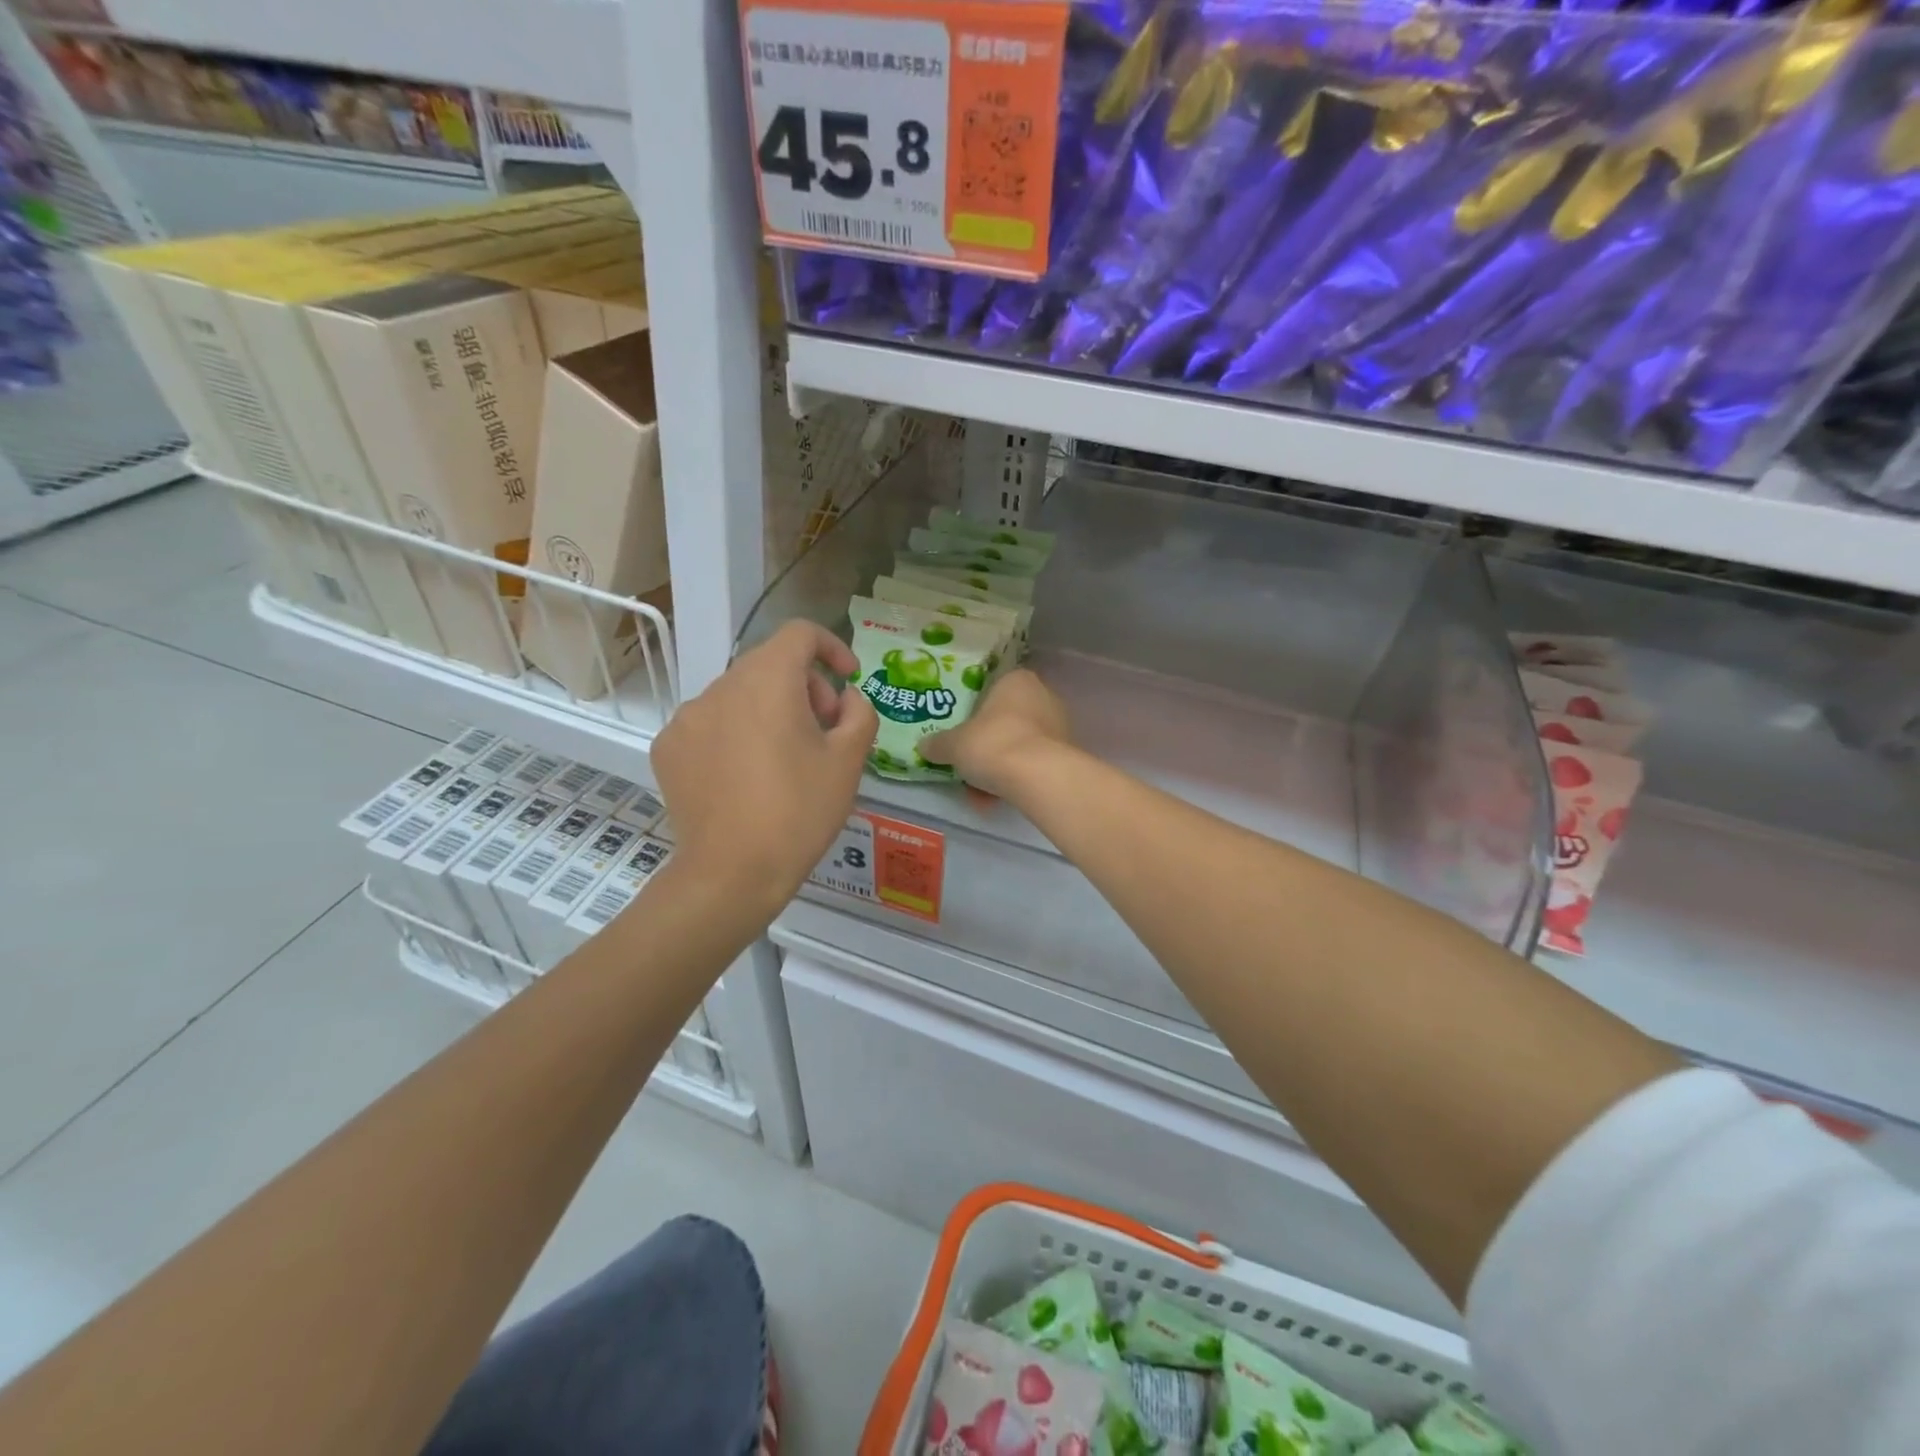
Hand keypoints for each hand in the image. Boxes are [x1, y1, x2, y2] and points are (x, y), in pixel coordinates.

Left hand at [652, 621, 876, 910]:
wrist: (732, 874)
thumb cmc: (799, 812)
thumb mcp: (848, 761)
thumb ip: (859, 713)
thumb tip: (845, 698)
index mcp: (768, 680)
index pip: (800, 634)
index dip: (831, 647)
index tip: (847, 681)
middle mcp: (721, 686)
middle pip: (770, 665)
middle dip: (805, 687)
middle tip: (824, 731)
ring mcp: (687, 717)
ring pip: (739, 695)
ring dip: (769, 711)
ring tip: (784, 759)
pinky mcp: (668, 748)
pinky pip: (710, 724)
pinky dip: (734, 734)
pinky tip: (745, 777)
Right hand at [918, 668, 1071, 799]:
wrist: (1038, 776)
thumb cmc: (992, 744)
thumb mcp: (954, 744)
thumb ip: (938, 744)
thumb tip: (924, 746)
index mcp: (1016, 680)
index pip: (992, 690)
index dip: (973, 713)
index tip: (961, 735)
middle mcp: (1043, 696)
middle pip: (1006, 720)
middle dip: (986, 746)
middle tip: (967, 765)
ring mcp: (1059, 725)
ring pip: (1019, 745)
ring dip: (999, 767)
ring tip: (978, 794)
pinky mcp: (1066, 754)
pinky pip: (1032, 764)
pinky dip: (1014, 780)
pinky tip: (995, 801)